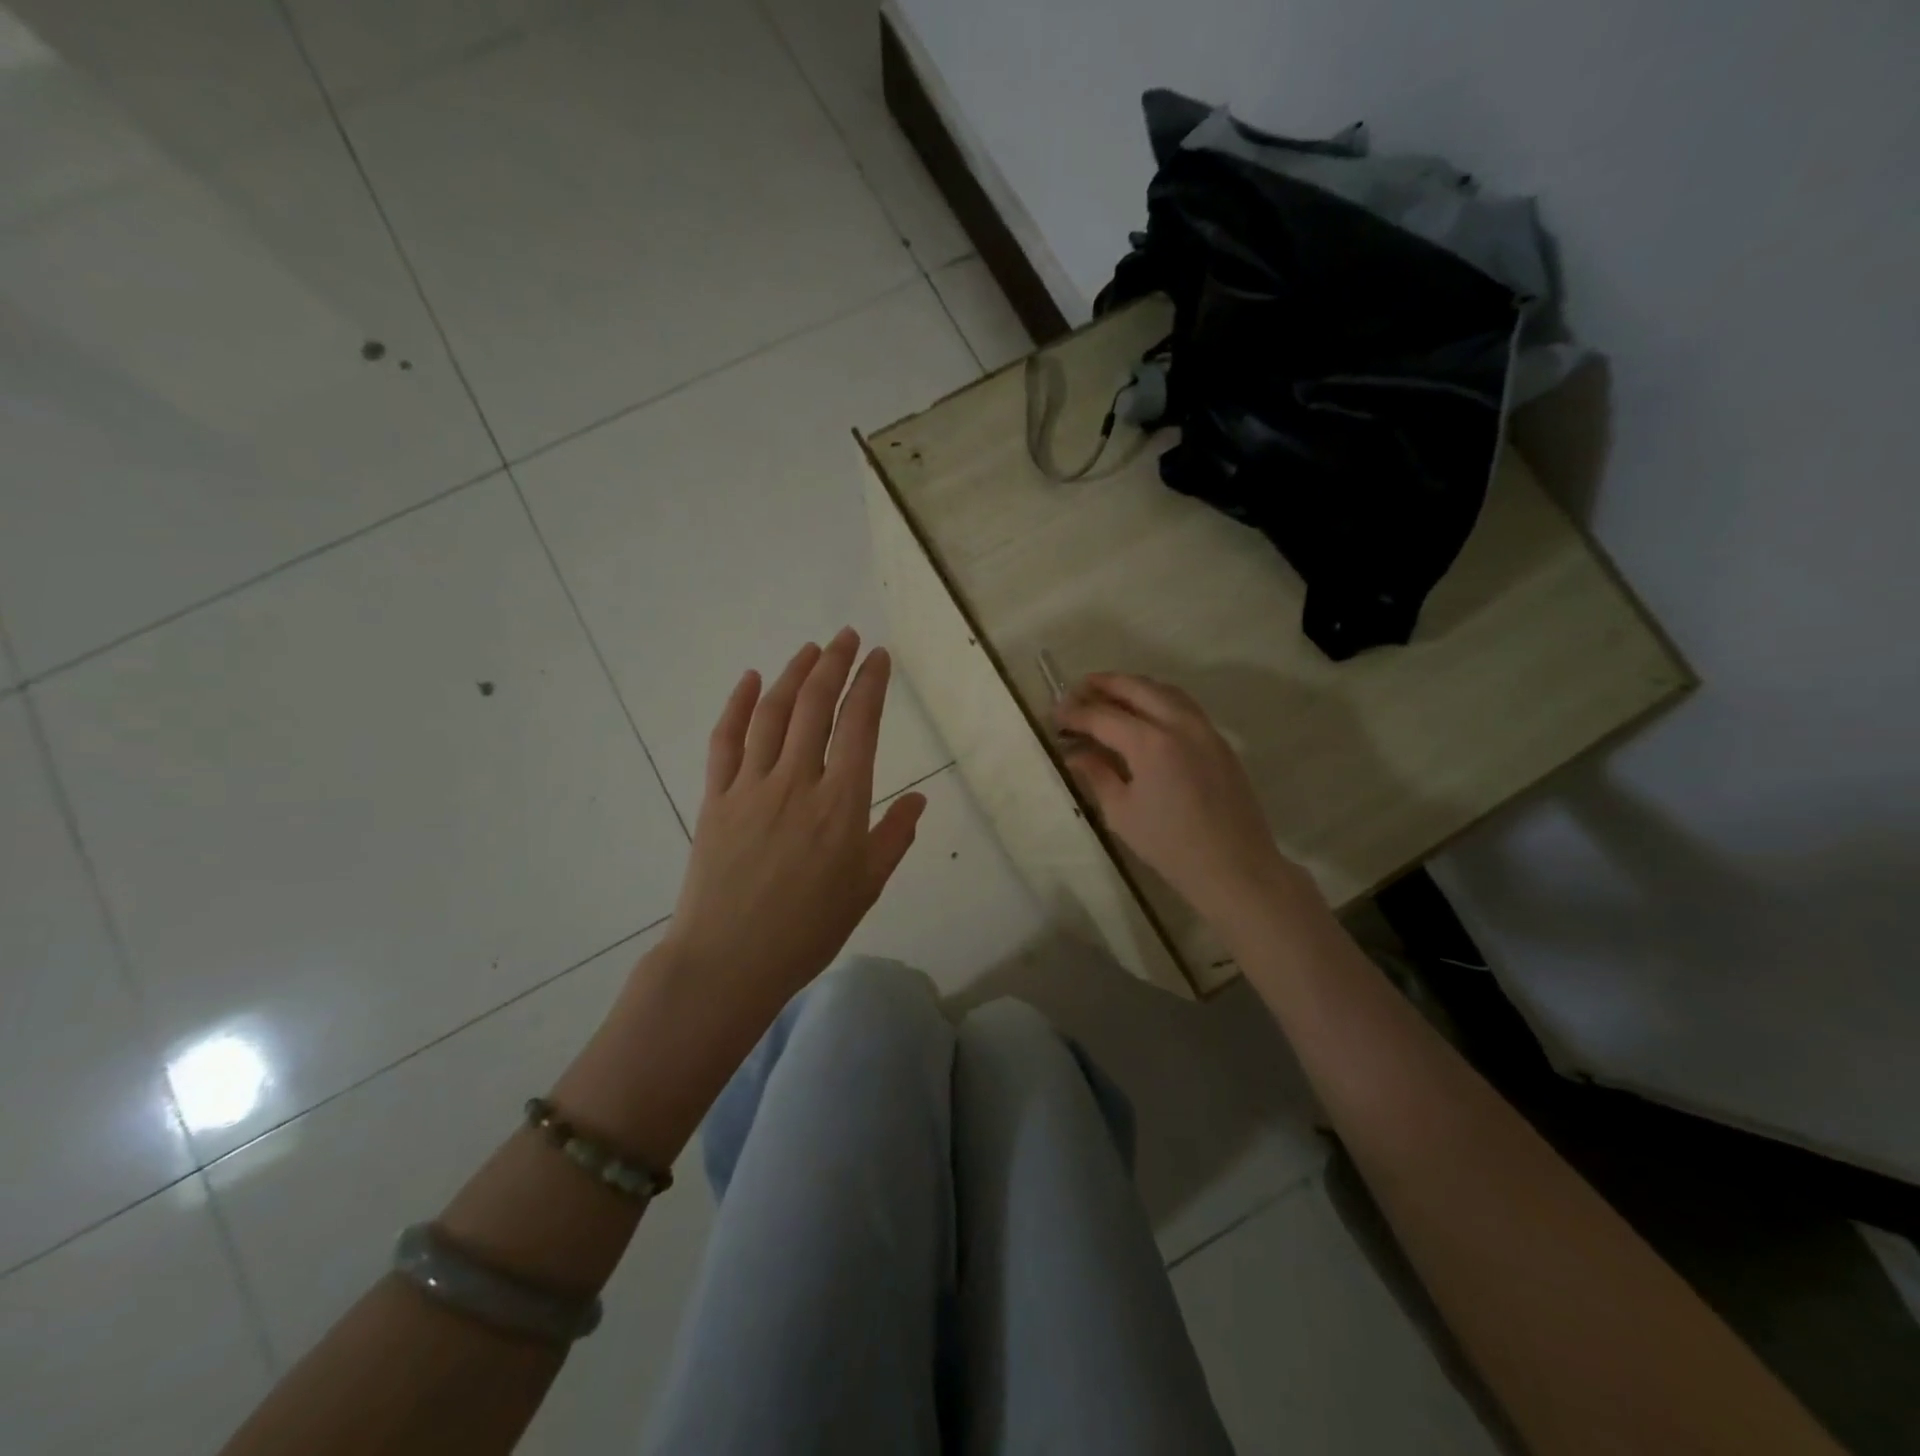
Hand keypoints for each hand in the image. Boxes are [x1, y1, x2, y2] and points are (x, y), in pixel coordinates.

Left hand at [662, 629, 925, 1016]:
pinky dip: (737, 705)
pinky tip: (749, 679)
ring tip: (810, 649)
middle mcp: (798, 781)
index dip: (871, 684)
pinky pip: (726, 741)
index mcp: (842, 803)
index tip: (879, 657)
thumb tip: (919, 799)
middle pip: (816, 706)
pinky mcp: (716, 798)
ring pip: (773, 714)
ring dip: (793, 674)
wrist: (729, 961)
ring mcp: (751, 786)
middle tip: (847, 637)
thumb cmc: (808, 930)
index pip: (860, 726)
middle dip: (835, 664)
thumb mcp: (866, 888)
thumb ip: (894, 838)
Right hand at [1054, 672, 1315, 934]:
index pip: (1102, 715)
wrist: (1234, 867)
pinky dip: (1158, 698)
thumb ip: (1097, 774)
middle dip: (1103, 684)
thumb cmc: (1170, 846)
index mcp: (1150, 743)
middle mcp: (1178, 724)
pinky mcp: (1218, 740)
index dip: (1075, 713)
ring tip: (1108, 694)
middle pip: (1136, 688)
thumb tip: (1075, 752)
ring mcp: (1204, 729)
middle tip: (1077, 690)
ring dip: (1132, 686)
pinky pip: (1183, 705)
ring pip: (1164, 690)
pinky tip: (1145, 713)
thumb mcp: (1121, 813)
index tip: (1055, 715)